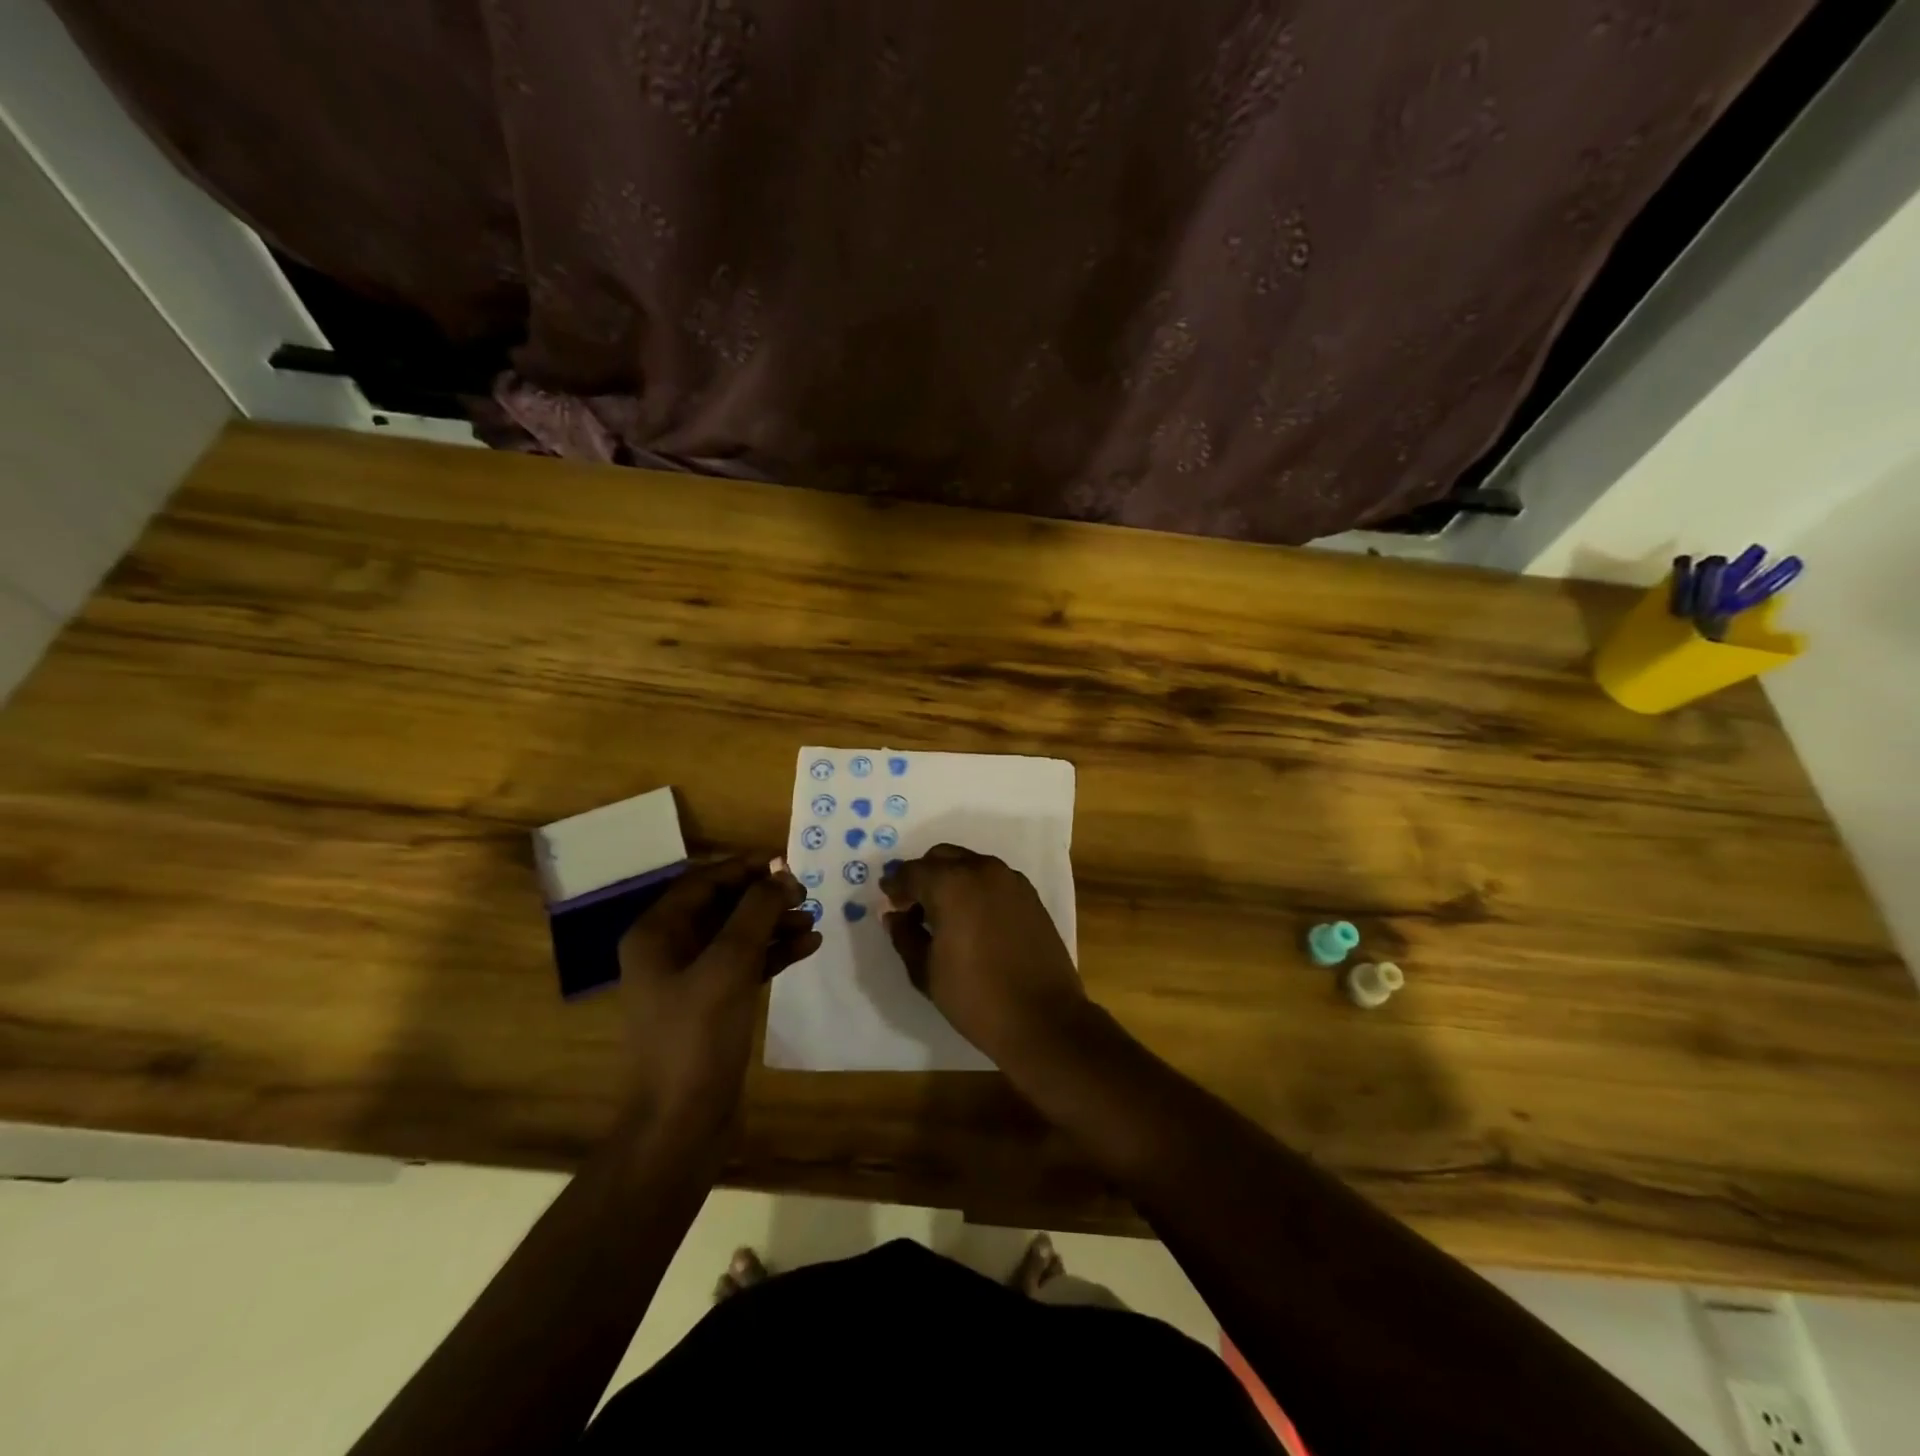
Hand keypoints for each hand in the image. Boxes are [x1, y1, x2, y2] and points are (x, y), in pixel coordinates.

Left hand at [617, 856, 819, 1125]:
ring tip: (812, 922)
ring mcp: (691, 978)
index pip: (703, 881)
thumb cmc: (696, 1037)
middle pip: (722, 906)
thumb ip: (755, 913)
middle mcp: (669, 949)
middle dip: (764, 898)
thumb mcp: (728, 966)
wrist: (681, 1123)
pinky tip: (808, 947)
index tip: (786, 864)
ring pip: (737, 934)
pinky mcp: (713, 1003)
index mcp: (657, 933)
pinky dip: (774, 953)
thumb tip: (780, 874)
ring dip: (774, 924)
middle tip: (804, 896)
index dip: (744, 868)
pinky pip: (746, 964)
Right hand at [880, 845, 1087, 1063]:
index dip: (895, 886)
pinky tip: (971, 917)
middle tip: (912, 906)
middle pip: (942, 857)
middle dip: (923, 876)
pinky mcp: (1030, 895)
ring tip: (942, 913)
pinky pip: (993, 878)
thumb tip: (895, 916)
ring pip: (970, 864)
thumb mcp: (926, 971)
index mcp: (951, 884)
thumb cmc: (976, 997)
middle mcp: (982, 870)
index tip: (888, 900)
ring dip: (950, 878)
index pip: (912, 872)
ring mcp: (1011, 880)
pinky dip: (975, 887)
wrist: (1042, 1017)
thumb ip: (905, 935)